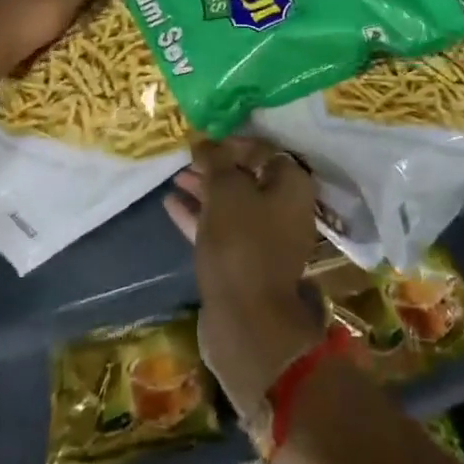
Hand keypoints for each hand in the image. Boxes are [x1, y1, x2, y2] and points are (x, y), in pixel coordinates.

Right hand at [166, 136, 324, 421]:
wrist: (246, 321)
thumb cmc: (241, 244)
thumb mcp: (226, 192)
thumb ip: (216, 162)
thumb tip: (206, 142)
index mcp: (292, 186)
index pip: (264, 150)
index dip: (232, 142)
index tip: (204, 142)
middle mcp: (286, 210)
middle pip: (249, 177)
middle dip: (216, 168)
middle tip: (186, 159)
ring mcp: (267, 240)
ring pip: (233, 205)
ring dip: (205, 190)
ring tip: (175, 178)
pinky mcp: (246, 264)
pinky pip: (223, 229)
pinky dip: (200, 216)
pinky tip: (171, 204)